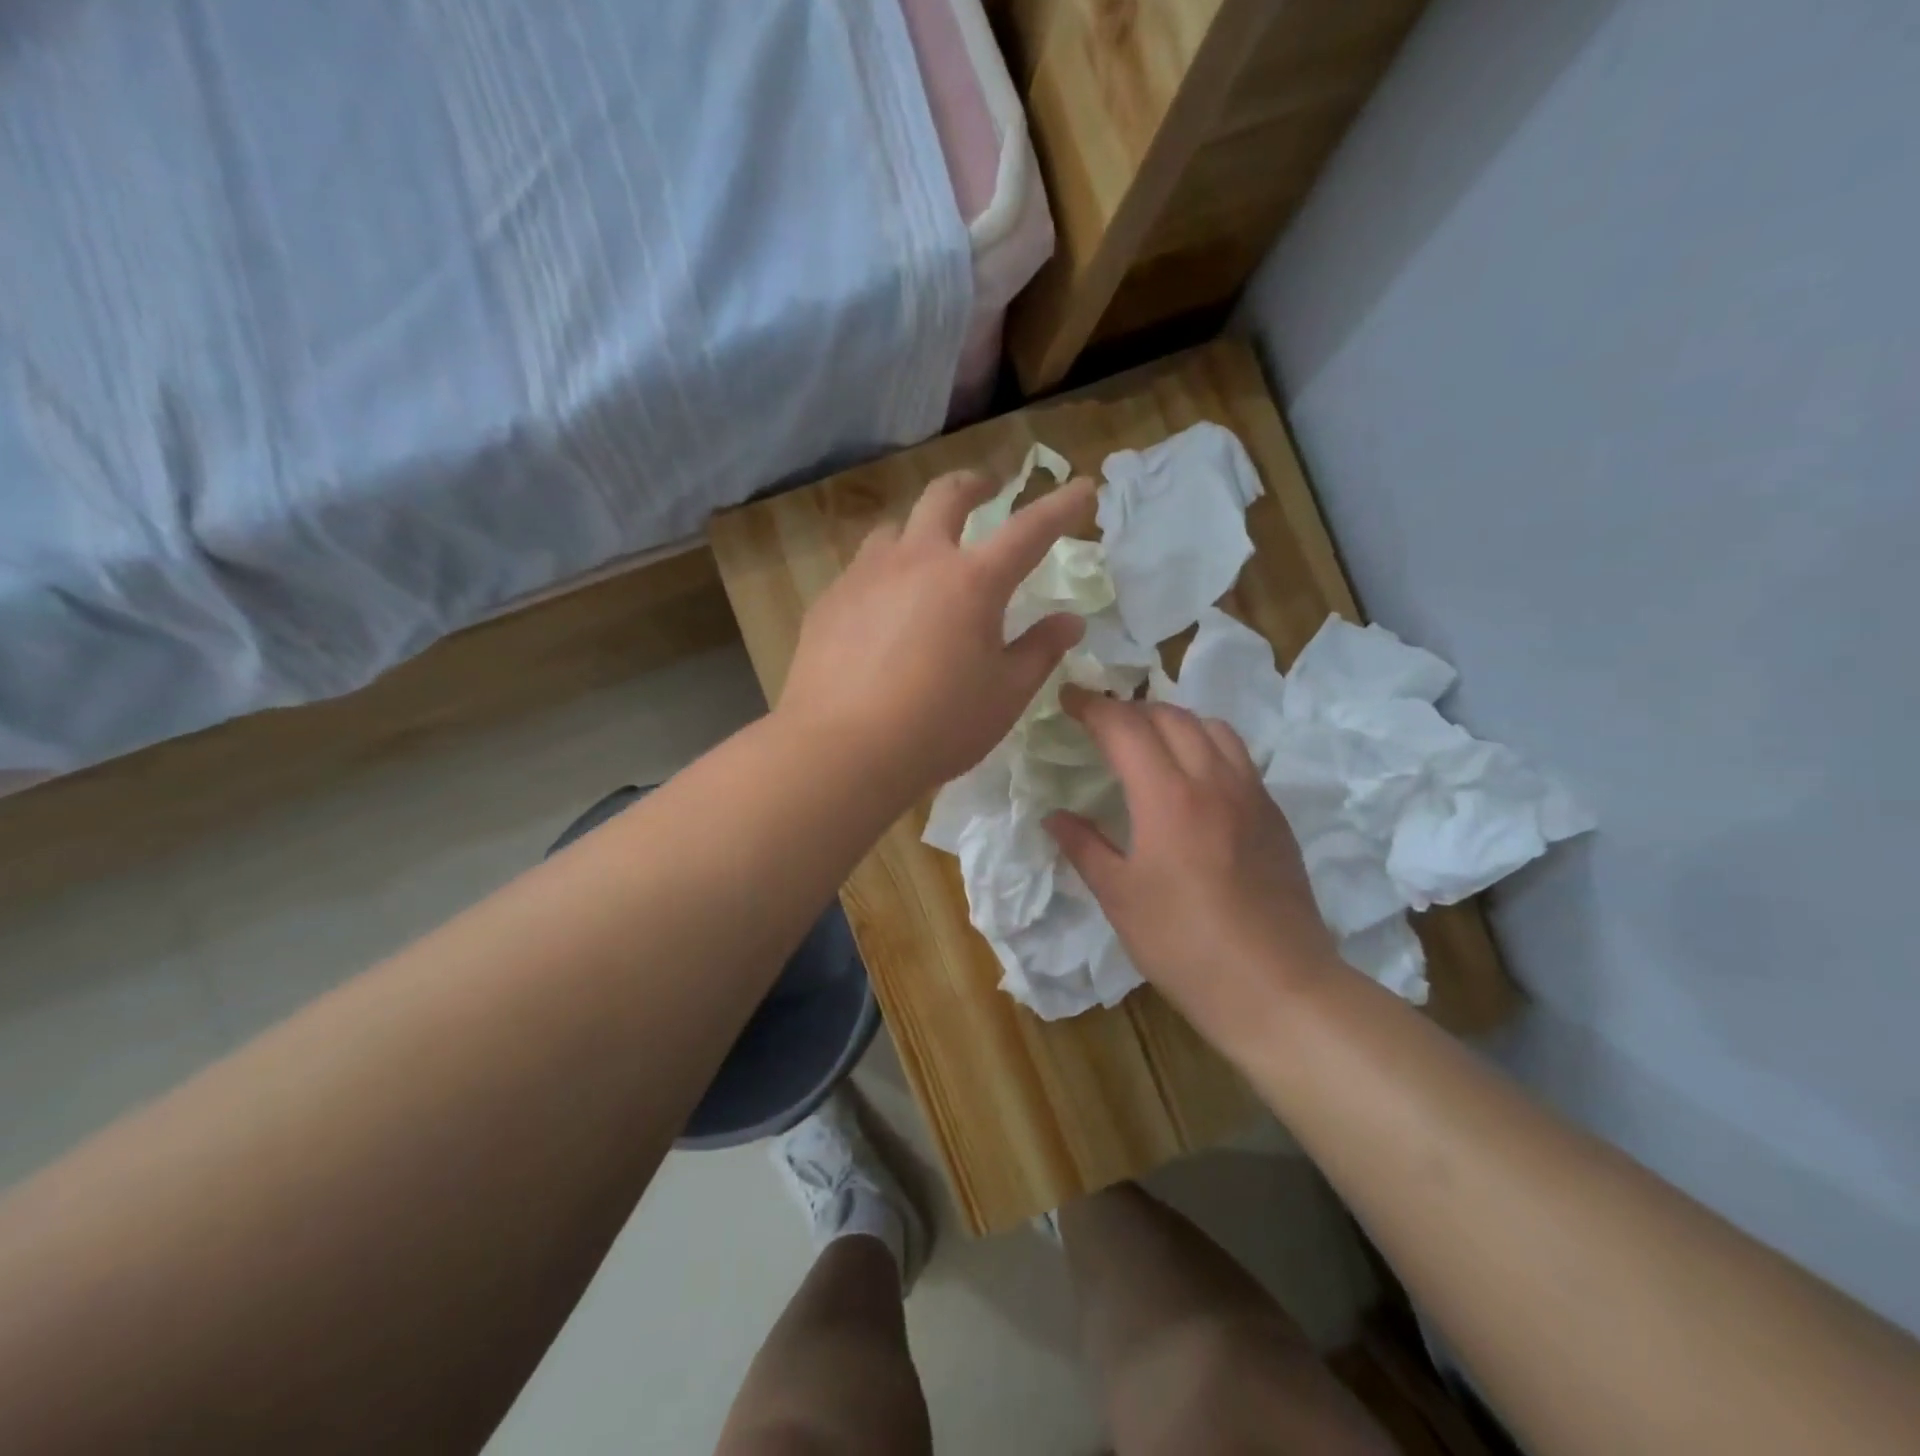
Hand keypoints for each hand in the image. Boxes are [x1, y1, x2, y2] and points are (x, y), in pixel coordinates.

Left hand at [779, 469, 1092, 793]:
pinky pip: (862, 571)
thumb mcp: (1005, 695)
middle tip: (986, 489)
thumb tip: (1070, 621)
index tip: (1082, 488)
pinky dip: (883, 576)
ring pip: (896, 529)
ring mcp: (866, 576)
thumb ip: (1040, 651)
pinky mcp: (829, 601)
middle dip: (973, 485)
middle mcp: (917, 561)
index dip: (1061, 506)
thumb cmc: (938, 726)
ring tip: (926, 556)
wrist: (841, 751)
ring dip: (919, 531)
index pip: (1029, 530)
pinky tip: (881, 613)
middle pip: (946, 496)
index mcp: (972, 581)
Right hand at [1044, 690, 1342, 1042]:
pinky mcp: (1275, 815)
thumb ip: (1084, 847)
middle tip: (1102, 724)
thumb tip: (1055, 816)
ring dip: (1174, 720)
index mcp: (1168, 797)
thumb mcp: (1120, 898)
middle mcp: (1214, 780)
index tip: (1069, 699)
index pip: (1125, 727)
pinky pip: (1238, 756)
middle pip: (1171, 715)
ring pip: (1212, 727)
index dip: (1093, 706)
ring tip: (1150, 741)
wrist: (1276, 986)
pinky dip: (1207, 744)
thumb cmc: (1184, 945)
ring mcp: (1252, 794)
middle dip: (1130, 709)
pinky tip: (1194, 778)